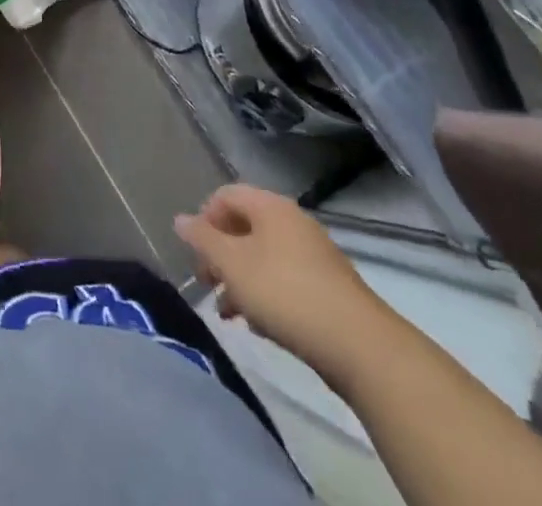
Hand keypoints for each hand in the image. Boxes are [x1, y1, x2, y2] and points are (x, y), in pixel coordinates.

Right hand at [175, 185, 399, 389]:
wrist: (360, 346)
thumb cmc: (285, 293)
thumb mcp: (232, 264)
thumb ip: (202, 239)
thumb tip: (180, 219)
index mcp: (270, 206)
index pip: (225, 195)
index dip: (204, 219)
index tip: (196, 253)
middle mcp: (292, 221)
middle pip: (244, 227)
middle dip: (220, 254)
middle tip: (207, 284)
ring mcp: (314, 254)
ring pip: (263, 257)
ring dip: (240, 279)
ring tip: (229, 313)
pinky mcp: (328, 288)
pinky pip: (284, 279)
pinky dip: (265, 294)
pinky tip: (260, 324)